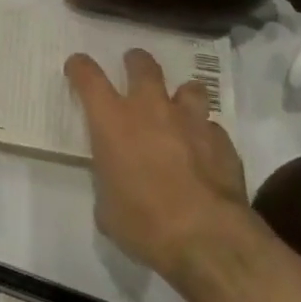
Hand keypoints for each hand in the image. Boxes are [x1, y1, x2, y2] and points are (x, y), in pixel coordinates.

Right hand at [66, 49, 249, 281]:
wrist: (207, 239)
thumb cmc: (143, 223)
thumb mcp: (107, 207)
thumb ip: (108, 181)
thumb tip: (115, 182)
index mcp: (112, 120)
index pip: (88, 76)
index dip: (80, 67)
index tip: (77, 66)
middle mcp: (150, 109)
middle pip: (143, 66)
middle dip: (136, 62)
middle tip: (133, 68)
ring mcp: (190, 122)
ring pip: (189, 88)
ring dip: (181, 96)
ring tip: (178, 109)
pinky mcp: (223, 142)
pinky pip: (212, 128)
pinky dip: (205, 135)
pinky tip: (204, 153)